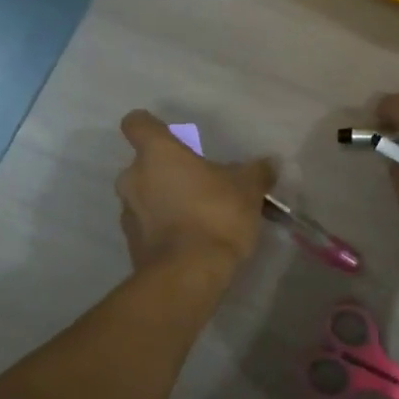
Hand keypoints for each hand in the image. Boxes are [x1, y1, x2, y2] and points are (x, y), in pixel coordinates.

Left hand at [116, 111, 275, 275]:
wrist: (188, 275)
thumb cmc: (216, 215)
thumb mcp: (248, 189)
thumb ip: (257, 172)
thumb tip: (270, 162)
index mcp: (157, 153)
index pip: (137, 123)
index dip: (150, 125)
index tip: (168, 135)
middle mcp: (133, 178)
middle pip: (143, 164)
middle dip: (166, 172)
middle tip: (198, 183)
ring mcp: (128, 213)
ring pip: (144, 196)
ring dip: (164, 201)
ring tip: (197, 216)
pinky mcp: (132, 245)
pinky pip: (148, 226)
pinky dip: (164, 228)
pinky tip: (191, 241)